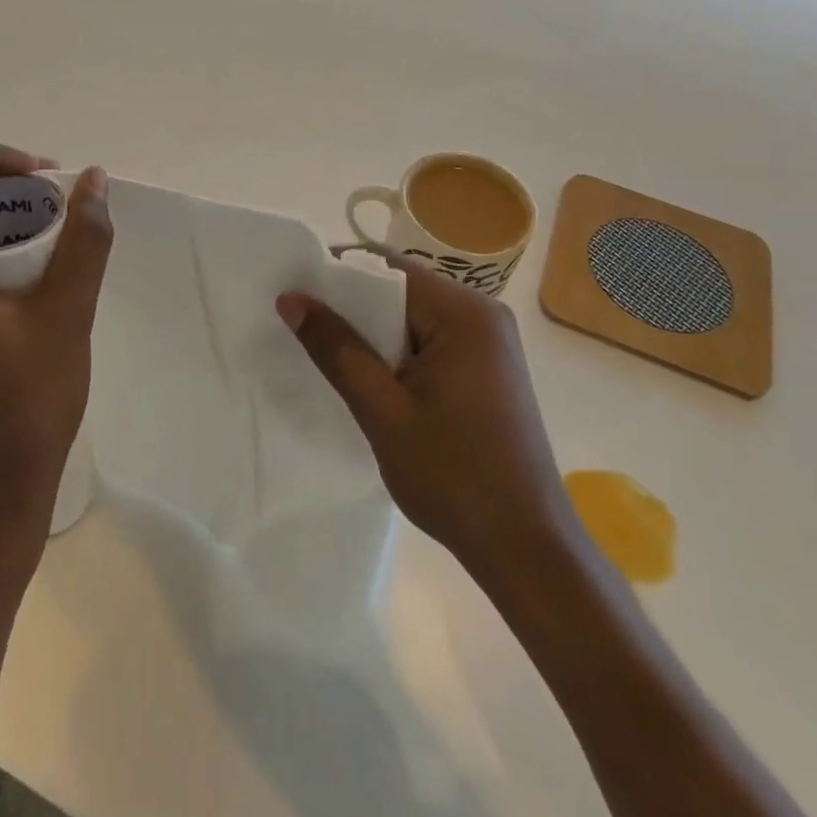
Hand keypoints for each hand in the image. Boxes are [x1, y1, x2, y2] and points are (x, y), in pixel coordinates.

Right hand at [277, 264, 569, 584]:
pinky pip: (432, 340)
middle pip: (403, 289)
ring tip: (327, 352)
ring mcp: (491, 342)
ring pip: (415, 316)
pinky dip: (398, 351)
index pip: (389, 269)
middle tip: (302, 326)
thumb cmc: (454, 477)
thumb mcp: (383, 412)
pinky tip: (371, 376)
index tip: (293, 292)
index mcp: (465, 314)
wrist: (526, 547)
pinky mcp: (489, 368)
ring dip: (373, 332)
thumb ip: (337, 350)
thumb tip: (291, 298)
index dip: (337, 274)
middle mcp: (484, 315)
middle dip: (352, 305)